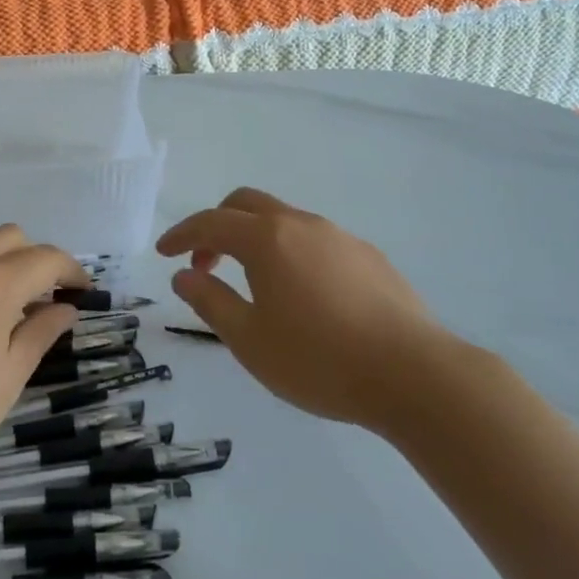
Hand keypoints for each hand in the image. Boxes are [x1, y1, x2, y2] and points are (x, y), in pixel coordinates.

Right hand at [156, 187, 449, 427]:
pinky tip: (303, 295)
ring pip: (284, 219)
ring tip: (253, 284)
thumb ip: (211, 301)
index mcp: (267, 240)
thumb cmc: (319, 360)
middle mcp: (302, 225)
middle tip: (206, 265)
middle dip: (217, 226)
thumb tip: (183, 275)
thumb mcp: (249, 340)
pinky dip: (290, 251)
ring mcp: (340, 237)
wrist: (415, 375)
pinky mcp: (369, 256)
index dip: (181, 235)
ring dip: (256, 239)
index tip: (163, 254)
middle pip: (247, 204)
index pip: (210, 223)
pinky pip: (315, 240)